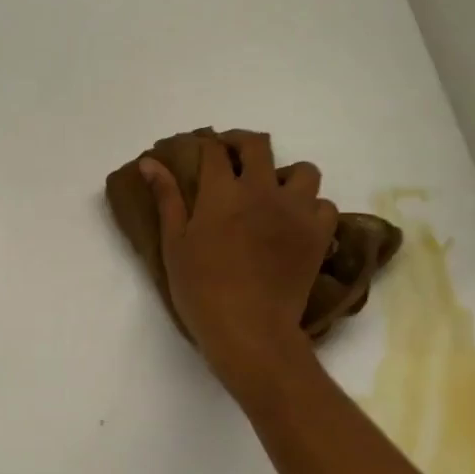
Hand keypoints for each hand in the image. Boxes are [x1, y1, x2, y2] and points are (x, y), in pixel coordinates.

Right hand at [142, 133, 334, 388]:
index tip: (202, 152)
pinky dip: (312, 208)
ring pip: (302, 170)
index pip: (214, 149)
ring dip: (285, 175)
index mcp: (222, 192)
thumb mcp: (174, 243)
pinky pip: (325, 205)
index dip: (207, 144)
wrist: (250, 329)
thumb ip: (167, 198)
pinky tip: (295, 222)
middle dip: (242, 144)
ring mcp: (296, 210)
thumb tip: (149, 162)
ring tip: (272, 194)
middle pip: (258, 144)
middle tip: (232, 160)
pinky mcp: (319, 234)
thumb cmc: (201, 289)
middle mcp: (263, 190)